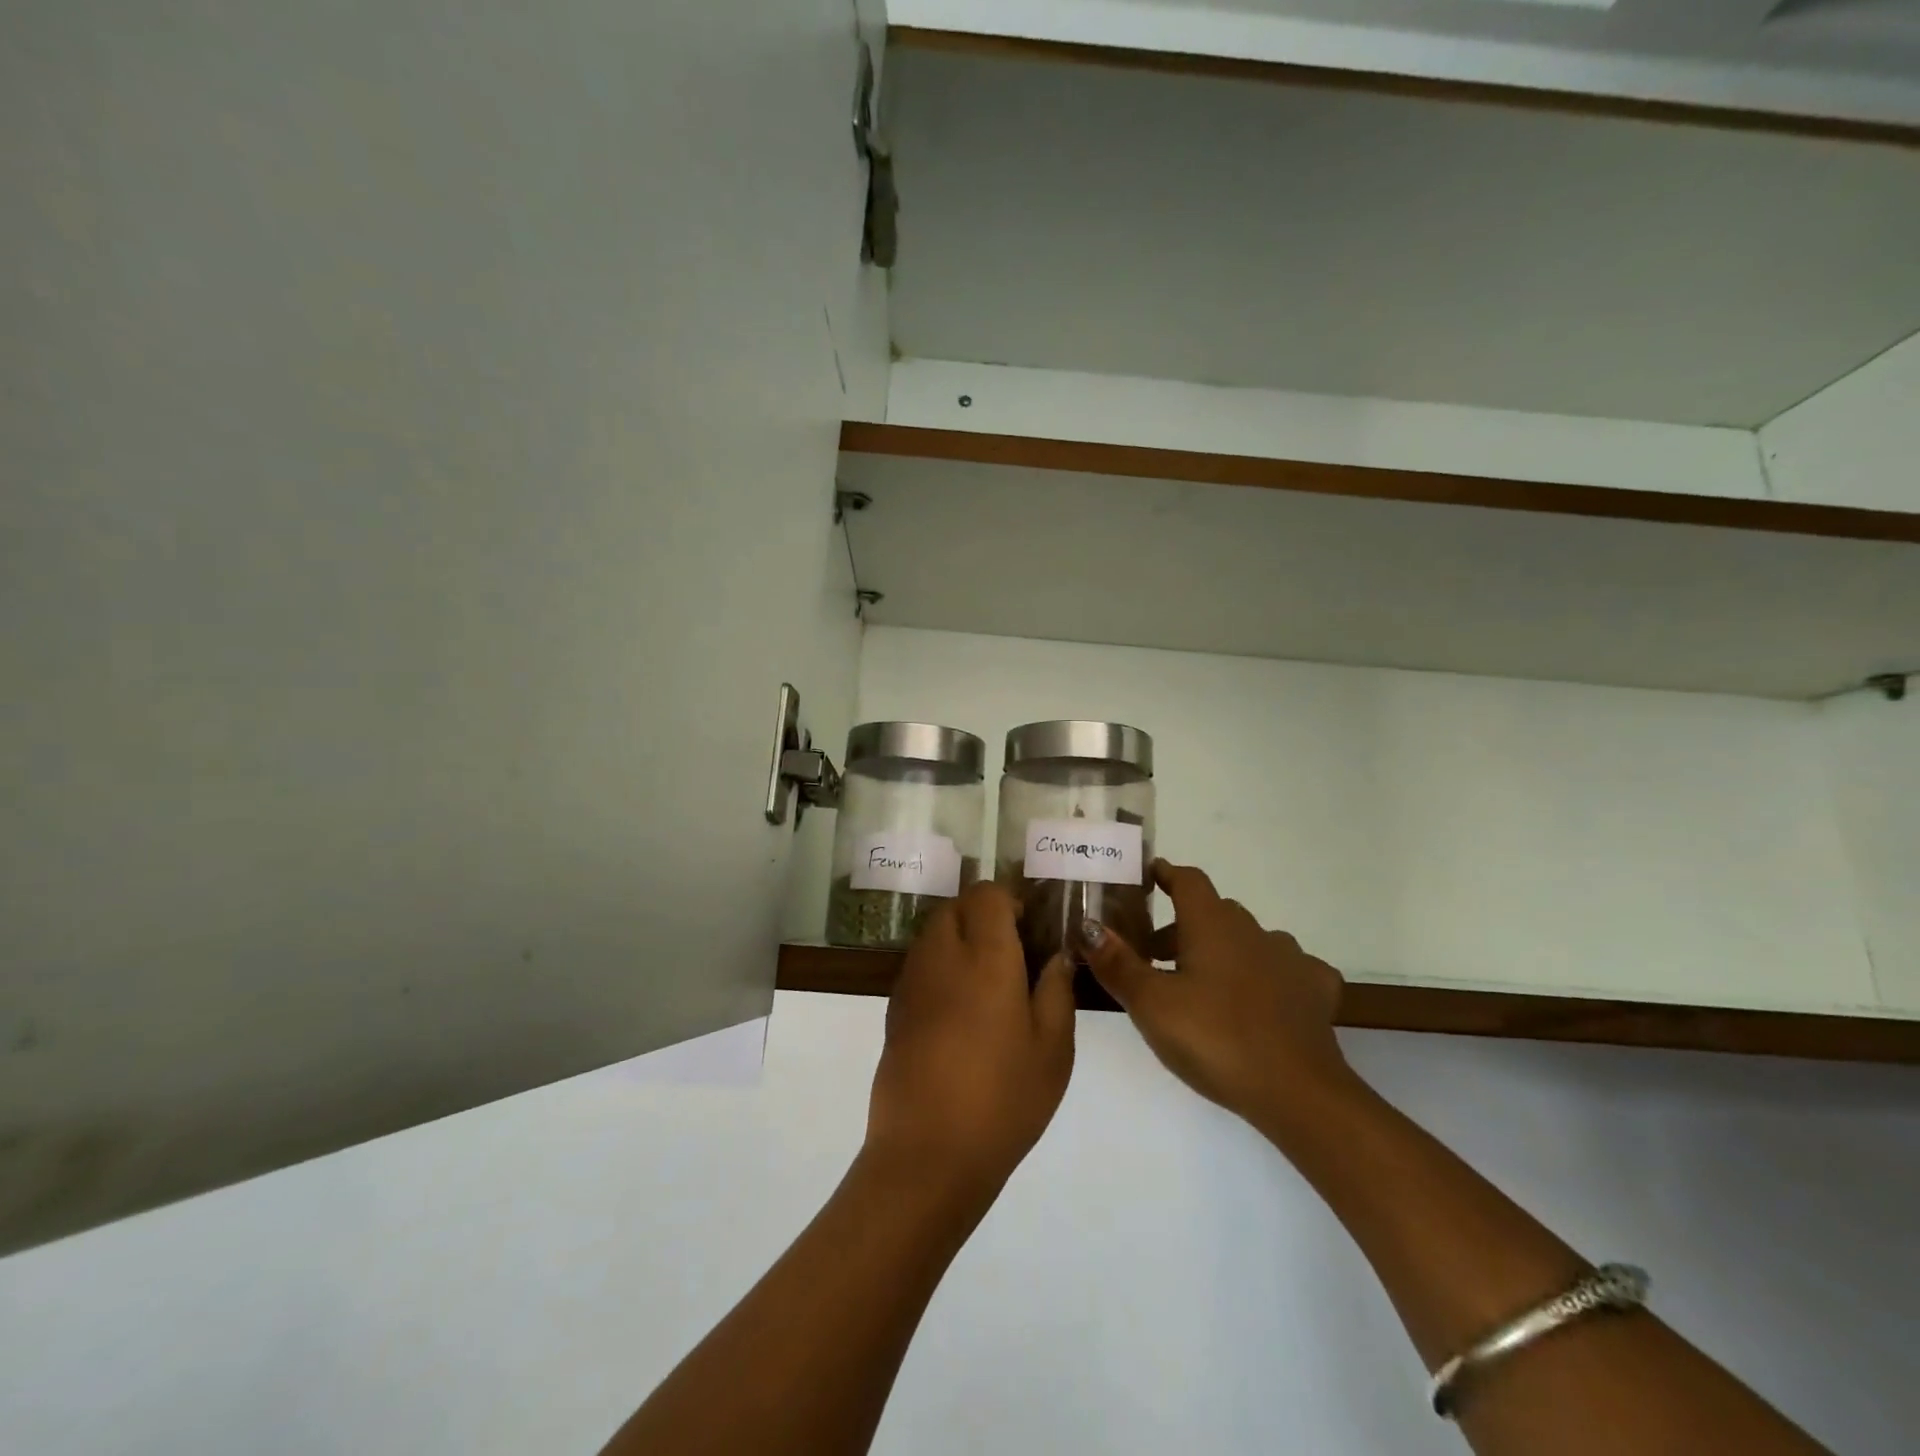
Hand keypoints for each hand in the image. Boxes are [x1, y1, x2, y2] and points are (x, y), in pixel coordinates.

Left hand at [863, 882, 1076, 1205]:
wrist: (928, 1152)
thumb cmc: (1003, 1099)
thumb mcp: (1052, 1049)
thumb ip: (1057, 991)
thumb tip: (1057, 956)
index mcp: (985, 957)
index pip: (986, 895)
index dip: (1008, 900)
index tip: (1028, 927)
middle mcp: (942, 956)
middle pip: (955, 907)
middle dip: (981, 914)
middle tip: (1011, 950)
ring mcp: (912, 981)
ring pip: (933, 933)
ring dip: (958, 937)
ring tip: (987, 980)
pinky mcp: (894, 1009)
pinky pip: (919, 964)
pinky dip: (940, 965)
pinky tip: (960, 1009)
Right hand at [1080, 861, 1351, 1129]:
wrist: (1298, 1092)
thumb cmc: (1215, 1038)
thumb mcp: (1151, 1005)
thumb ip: (1117, 963)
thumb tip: (1088, 924)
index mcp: (1212, 924)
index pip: (1188, 880)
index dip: (1166, 874)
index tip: (1149, 876)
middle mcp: (1253, 930)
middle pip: (1213, 912)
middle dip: (1183, 925)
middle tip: (1155, 956)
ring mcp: (1290, 959)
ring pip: (1249, 940)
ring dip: (1224, 951)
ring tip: (1203, 984)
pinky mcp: (1315, 992)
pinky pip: (1288, 971)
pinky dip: (1269, 976)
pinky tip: (1262, 999)